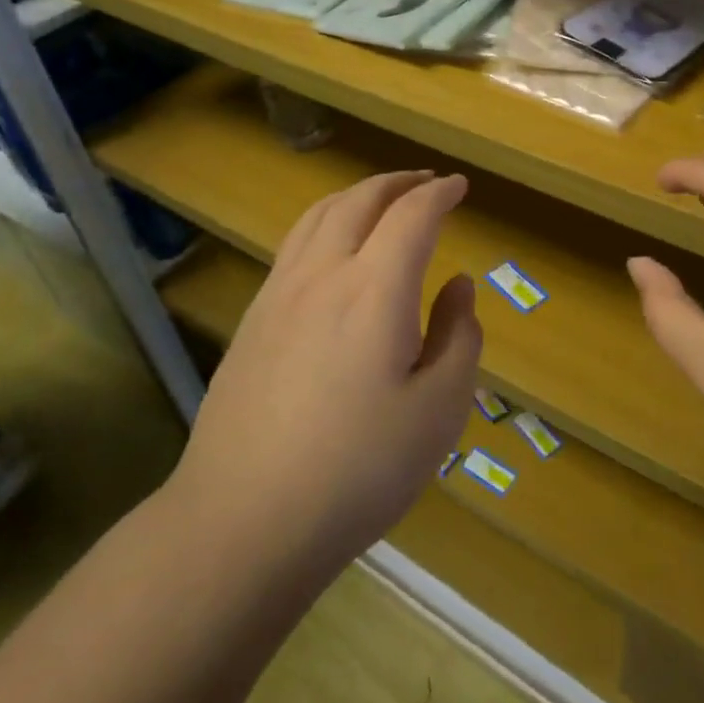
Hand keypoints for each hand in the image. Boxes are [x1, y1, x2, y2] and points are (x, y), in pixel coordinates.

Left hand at [171, 170, 480, 580]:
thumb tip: (458, 286)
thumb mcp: (439, 411)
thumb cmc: (358, 470)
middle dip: (398, 182)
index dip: (439, 194)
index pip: (412, 216)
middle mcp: (322, 275)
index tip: (460, 187)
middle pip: (360, 200)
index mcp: (375, 290)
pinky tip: (333, 248)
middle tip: (426, 182)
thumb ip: (458, 337)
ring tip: (382, 200)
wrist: (243, 520)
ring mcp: (278, 294)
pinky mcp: (252, 320)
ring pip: (319, 215)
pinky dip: (326, 222)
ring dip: (357, 195)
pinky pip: (294, 244)